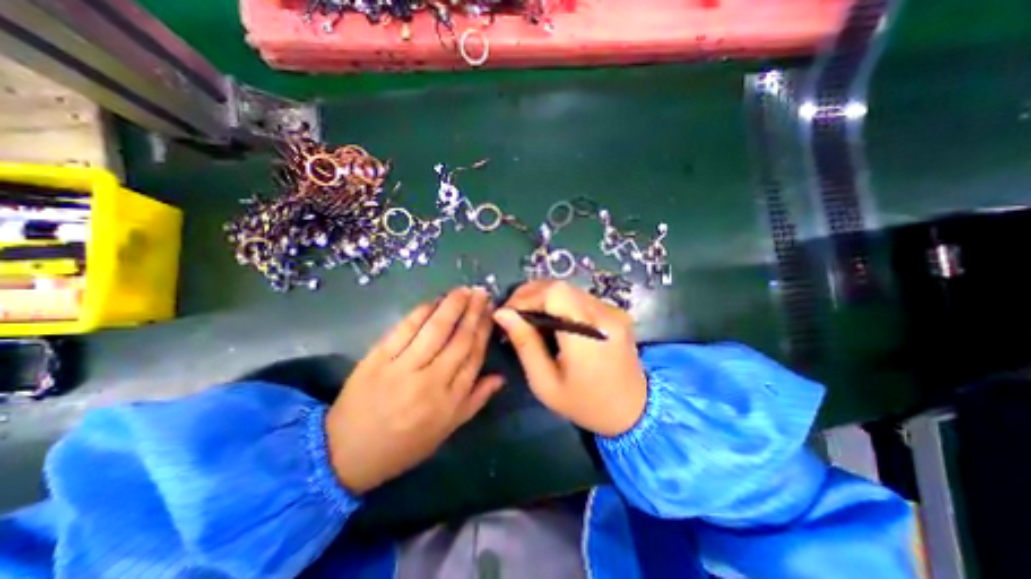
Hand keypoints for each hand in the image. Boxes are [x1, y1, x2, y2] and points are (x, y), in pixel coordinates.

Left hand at [322, 287, 499, 494]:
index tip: (491, 312)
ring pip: (434, 330)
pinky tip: (434, 301)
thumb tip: (500, 377)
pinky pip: (404, 330)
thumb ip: (475, 401)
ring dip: (451, 306)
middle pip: (458, 339)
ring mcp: (402, 368)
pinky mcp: (377, 359)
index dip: (484, 330)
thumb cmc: (404, 445)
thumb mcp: (446, 429)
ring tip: (463, 290)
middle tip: (481, 292)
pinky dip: (421, 312)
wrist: (347, 454)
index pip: (474, 356)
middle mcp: (430, 381)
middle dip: (473, 312)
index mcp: (449, 400)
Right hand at [490, 280, 642, 437]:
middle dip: (530, 294)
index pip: (555, 293)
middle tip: (513, 313)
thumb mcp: (545, 383)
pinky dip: (559, 303)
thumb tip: (502, 314)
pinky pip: (580, 298)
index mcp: (587, 334)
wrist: (634, 411)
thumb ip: (525, 344)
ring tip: (528, 317)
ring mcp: (613, 311)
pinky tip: (551, 319)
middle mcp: (604, 315)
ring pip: (569, 290)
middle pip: (560, 287)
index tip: (507, 313)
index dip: (526, 296)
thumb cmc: (585, 404)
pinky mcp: (615, 312)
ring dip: (543, 297)